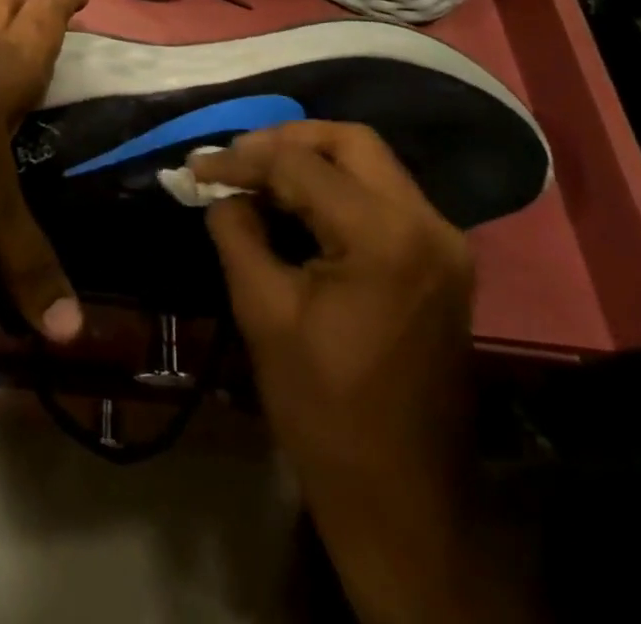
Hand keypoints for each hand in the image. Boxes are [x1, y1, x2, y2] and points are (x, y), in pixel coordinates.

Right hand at [192, 124, 536, 622]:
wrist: (400, 499)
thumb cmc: (323, 409)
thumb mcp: (262, 310)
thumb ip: (237, 231)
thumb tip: (222, 190)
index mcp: (384, 237)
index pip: (301, 164)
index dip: (242, 158)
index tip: (197, 165)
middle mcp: (427, 224)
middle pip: (351, 142)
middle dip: (286, 140)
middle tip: (237, 159)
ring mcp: (443, 242)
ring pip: (371, 164)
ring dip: (312, 160)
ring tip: (258, 177)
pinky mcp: (442, 261)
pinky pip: (384, 196)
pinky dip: (337, 188)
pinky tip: (297, 206)